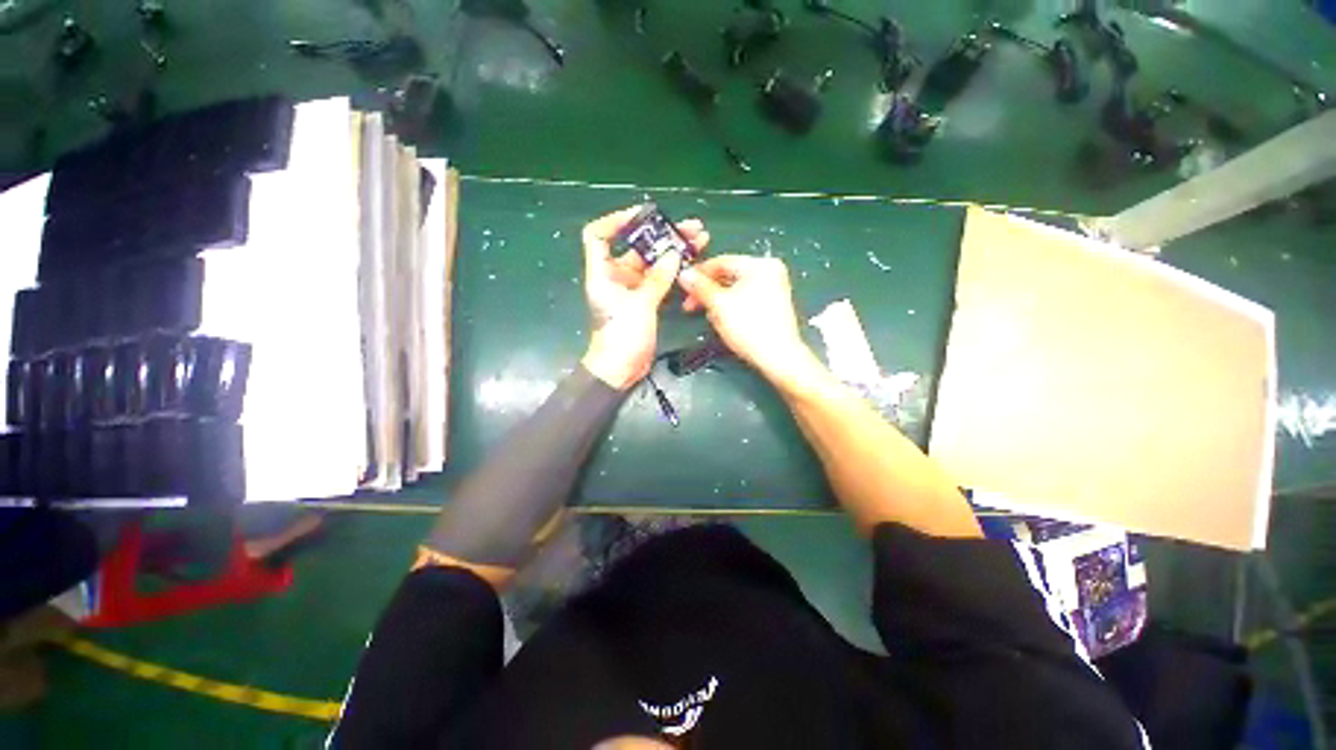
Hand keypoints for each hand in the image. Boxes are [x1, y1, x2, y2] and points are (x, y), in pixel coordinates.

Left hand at [580, 207, 709, 389]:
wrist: (620, 369)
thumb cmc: (621, 337)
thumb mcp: (639, 306)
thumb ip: (657, 280)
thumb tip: (674, 254)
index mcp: (603, 273)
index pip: (598, 236)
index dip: (616, 221)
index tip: (643, 214)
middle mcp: (616, 277)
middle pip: (637, 247)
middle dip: (662, 236)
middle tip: (691, 228)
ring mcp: (633, 289)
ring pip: (653, 264)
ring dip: (673, 252)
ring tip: (700, 240)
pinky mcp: (645, 301)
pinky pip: (660, 280)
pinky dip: (674, 272)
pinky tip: (693, 263)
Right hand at [678, 255, 819, 386]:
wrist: (778, 357)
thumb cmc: (749, 328)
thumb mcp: (719, 305)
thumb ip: (700, 287)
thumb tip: (684, 274)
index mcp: (760, 265)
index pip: (721, 261)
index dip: (699, 273)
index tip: (682, 286)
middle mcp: (770, 271)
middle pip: (729, 275)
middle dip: (707, 290)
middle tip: (690, 305)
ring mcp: (774, 288)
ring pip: (735, 288)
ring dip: (717, 300)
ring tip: (708, 316)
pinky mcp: (773, 304)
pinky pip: (745, 297)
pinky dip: (731, 306)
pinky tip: (723, 319)